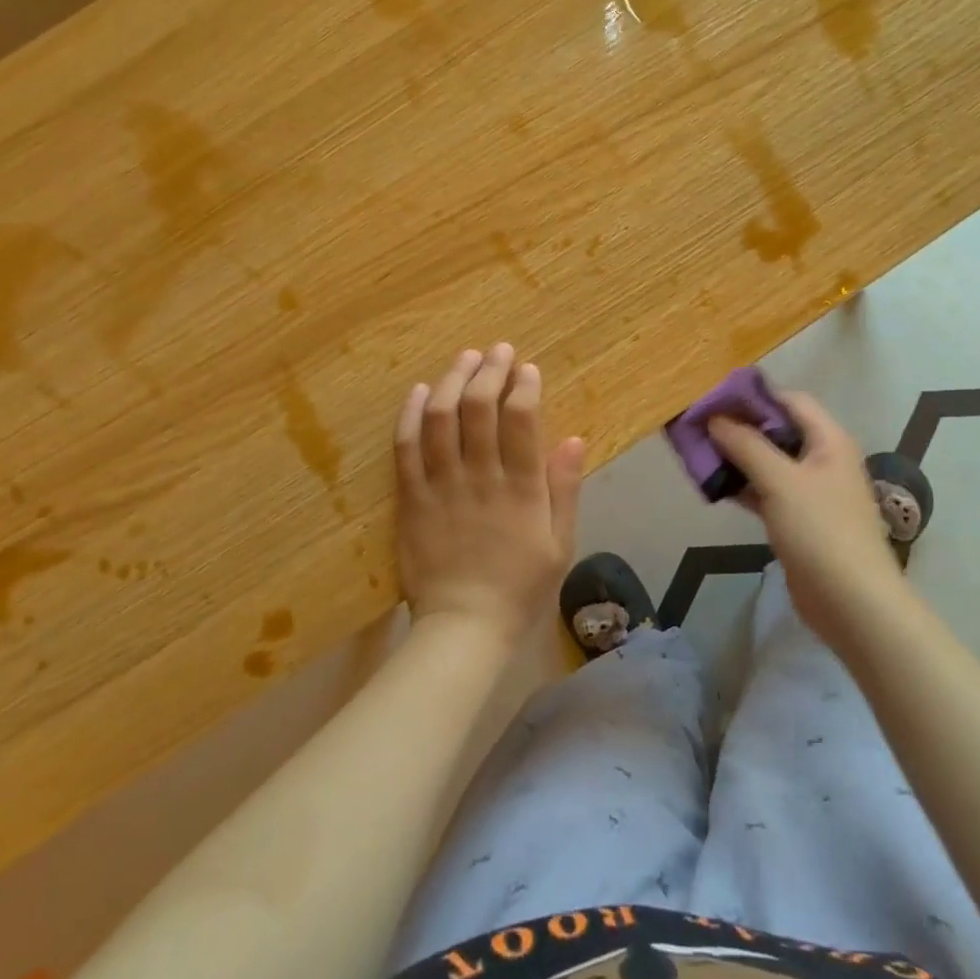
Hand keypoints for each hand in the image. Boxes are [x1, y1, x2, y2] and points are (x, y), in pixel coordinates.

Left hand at [394, 344, 585, 648]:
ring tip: (464, 358)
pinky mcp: (410, 499)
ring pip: (441, 420)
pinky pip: (406, 449)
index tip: (527, 368)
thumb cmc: (520, 588)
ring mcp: (440, 486)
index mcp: (521, 489)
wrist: (463, 628)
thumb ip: (565, 489)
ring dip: (453, 382)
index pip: (521, 421)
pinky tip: (421, 391)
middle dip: (489, 371)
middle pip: (480, 410)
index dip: (524, 387)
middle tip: (497, 350)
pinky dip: (411, 415)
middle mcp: (479, 478)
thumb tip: (574, 438)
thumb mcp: (560, 544)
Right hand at [709, 391, 897, 649]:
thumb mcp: (780, 480)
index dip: (754, 395)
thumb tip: (715, 417)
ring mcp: (812, 492)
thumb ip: (746, 445)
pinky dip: (743, 486)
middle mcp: (823, 459)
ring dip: (737, 457)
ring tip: (698, 451)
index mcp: (829, 440)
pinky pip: (767, 491)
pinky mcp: (799, 520)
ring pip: (769, 462)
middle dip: (740, 426)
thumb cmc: (820, 530)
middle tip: (699, 424)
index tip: (714, 396)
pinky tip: (714, 486)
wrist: (851, 602)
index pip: (790, 400)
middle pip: (778, 430)